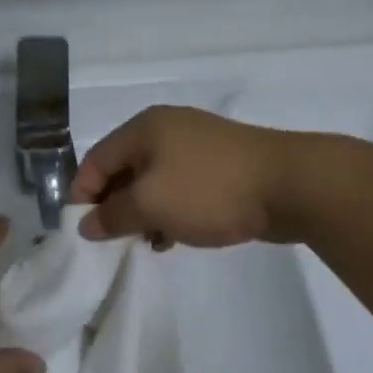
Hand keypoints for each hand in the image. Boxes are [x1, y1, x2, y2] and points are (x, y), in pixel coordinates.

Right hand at [71, 106, 294, 247]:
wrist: (290, 185)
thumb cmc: (209, 190)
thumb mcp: (150, 205)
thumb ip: (112, 216)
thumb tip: (86, 225)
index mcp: (144, 129)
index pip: (96, 160)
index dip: (83, 196)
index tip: (82, 232)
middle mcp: (167, 131)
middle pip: (123, 171)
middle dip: (115, 207)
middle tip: (114, 241)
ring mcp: (196, 148)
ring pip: (153, 184)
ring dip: (143, 214)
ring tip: (146, 243)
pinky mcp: (219, 168)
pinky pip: (180, 190)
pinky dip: (170, 213)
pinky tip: (174, 238)